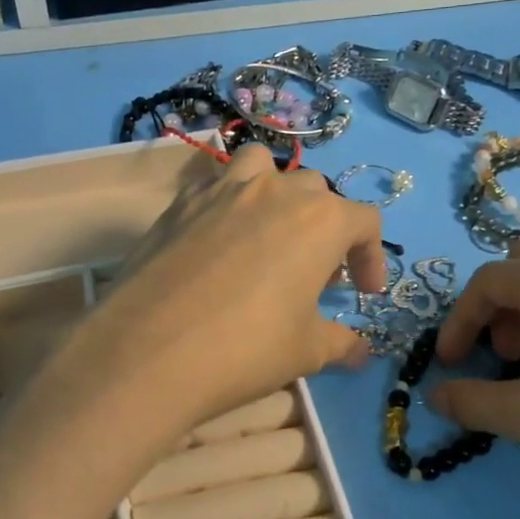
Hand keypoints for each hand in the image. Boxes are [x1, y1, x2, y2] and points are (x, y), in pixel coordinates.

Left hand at [59, 144, 384, 436]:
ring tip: (268, 232)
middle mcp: (275, 191)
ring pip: (261, 166)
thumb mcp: (306, 352)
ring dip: (274, 192)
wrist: (148, 349)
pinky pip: (214, 186)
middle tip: (313, 274)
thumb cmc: (245, 348)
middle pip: (315, 192)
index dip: (371, 257)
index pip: (364, 221)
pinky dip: (226, 203)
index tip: (363, 293)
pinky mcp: (179, 202)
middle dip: (324, 228)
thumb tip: (361, 352)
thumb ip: (341, 344)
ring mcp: (222, 189)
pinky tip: (217, 243)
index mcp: (320, 220)